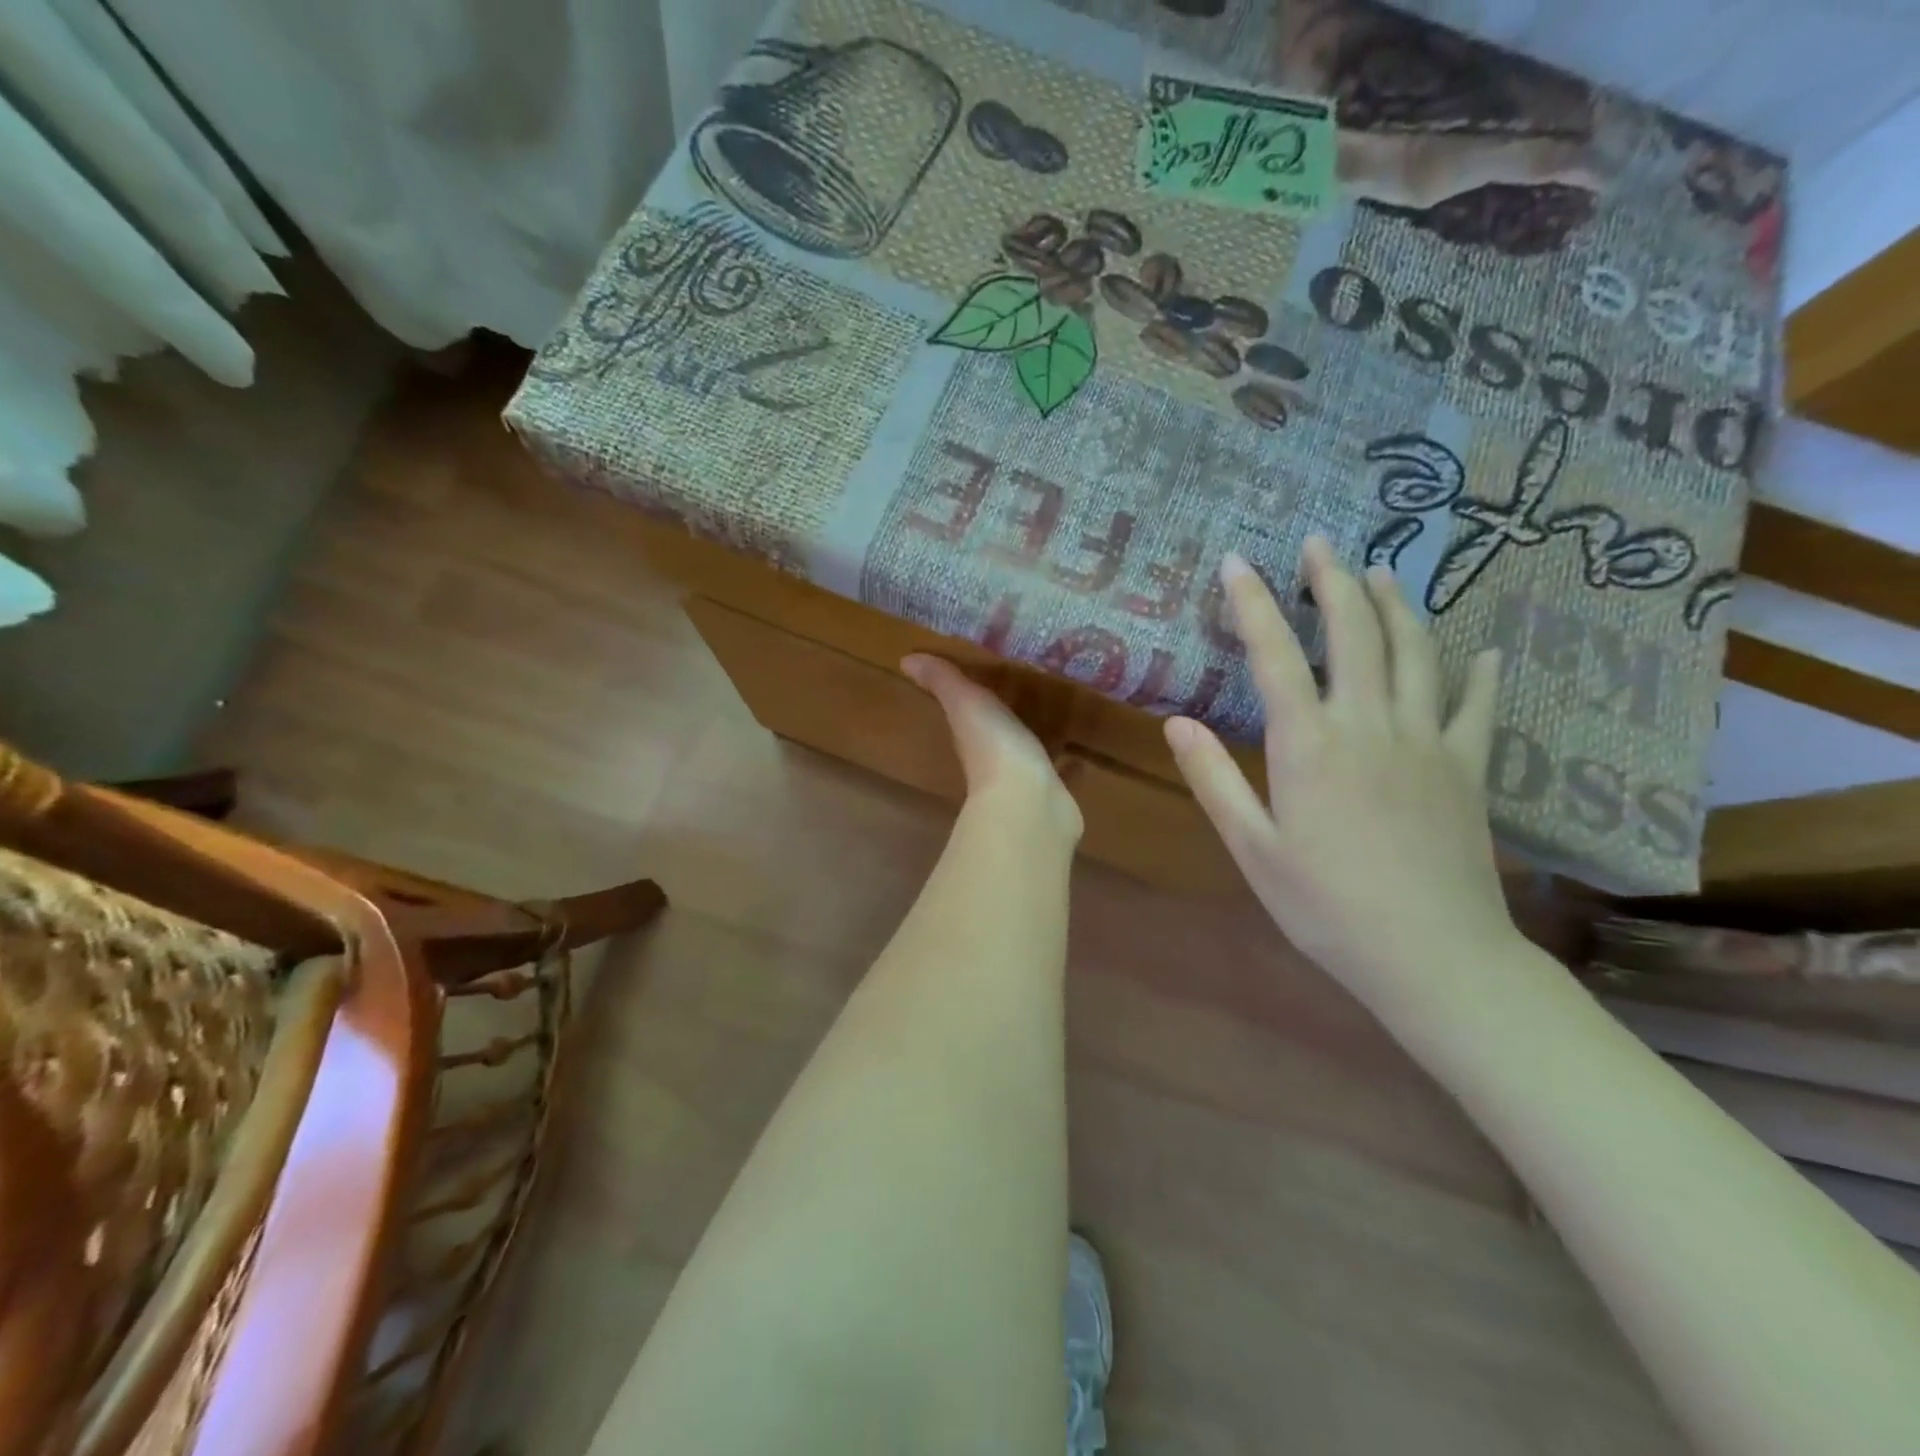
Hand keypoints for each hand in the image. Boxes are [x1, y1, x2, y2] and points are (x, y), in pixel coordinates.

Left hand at [903, 655, 1082, 841]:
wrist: (1029, 804)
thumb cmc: (995, 748)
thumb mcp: (966, 704)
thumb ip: (943, 682)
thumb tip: (906, 660)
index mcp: (971, 736)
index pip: (967, 714)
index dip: (970, 698)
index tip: (983, 676)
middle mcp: (994, 759)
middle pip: (999, 733)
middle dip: (1009, 717)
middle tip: (1029, 691)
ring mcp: (1025, 779)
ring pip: (1030, 753)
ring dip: (1039, 739)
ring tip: (1058, 716)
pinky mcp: (1053, 793)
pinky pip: (1060, 774)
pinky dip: (1068, 765)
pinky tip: (1081, 756)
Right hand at [1164, 539, 1516, 1002]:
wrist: (1431, 956)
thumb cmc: (1325, 906)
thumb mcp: (1252, 847)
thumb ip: (1214, 778)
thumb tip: (1176, 722)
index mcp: (1309, 744)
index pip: (1273, 655)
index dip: (1253, 603)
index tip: (1237, 562)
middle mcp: (1369, 724)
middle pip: (1354, 632)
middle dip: (1332, 581)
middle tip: (1318, 544)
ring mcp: (1426, 741)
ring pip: (1417, 652)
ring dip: (1396, 605)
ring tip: (1381, 573)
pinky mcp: (1468, 767)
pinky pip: (1477, 707)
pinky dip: (1479, 673)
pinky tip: (1483, 652)